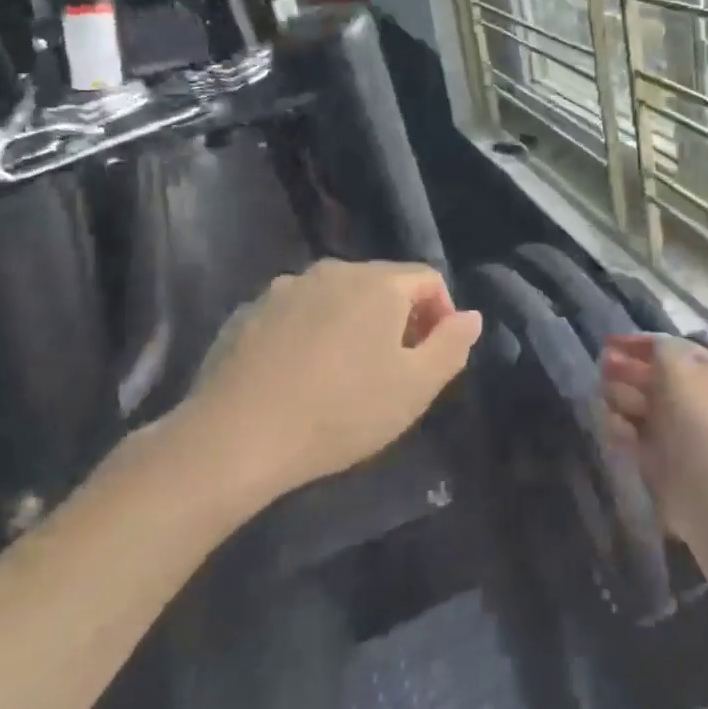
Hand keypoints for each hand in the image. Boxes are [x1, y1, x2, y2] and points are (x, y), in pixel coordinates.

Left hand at [186, 259, 482, 497]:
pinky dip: (309, 334)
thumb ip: (451, 346)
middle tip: (393, 370)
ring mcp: (284, 288)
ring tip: (344, 375)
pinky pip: (296, 314)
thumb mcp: (415, 388)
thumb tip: (471, 316)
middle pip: (381, 285)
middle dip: (397, 320)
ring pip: (335, 298)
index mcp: (378, 283)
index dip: (442, 314)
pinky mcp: (248, 312)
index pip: (428, 279)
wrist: (236, 437)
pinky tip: (299, 376)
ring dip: (351, 325)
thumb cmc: (341, 411)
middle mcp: (332, 271)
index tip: (434, 357)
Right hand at [601, 333, 707, 540]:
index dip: (640, 343)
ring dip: (621, 397)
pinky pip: (632, 435)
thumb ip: (660, 348)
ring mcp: (673, 430)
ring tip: (607, 398)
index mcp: (704, 374)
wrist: (707, 489)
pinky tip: (615, 428)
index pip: (670, 349)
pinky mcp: (657, 458)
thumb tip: (651, 348)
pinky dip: (621, 429)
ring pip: (638, 405)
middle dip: (625, 369)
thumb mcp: (677, 367)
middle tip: (602, 367)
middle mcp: (690, 399)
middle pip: (651, 376)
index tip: (608, 342)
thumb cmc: (694, 419)